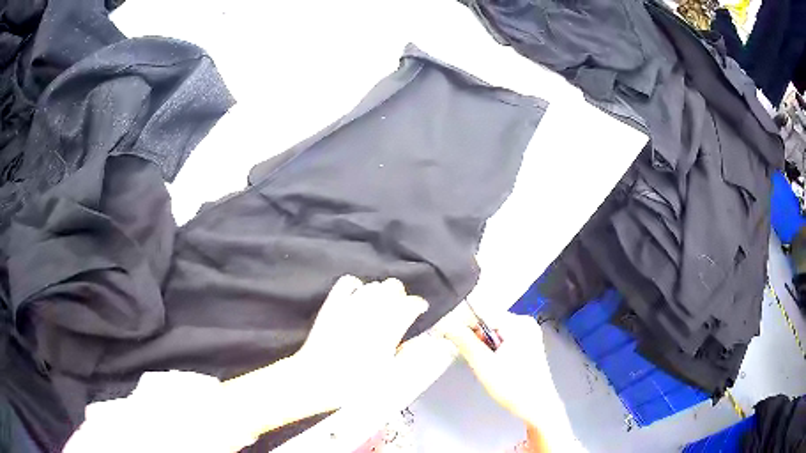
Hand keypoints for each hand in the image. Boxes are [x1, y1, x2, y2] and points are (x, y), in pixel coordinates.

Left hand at [293, 275, 428, 404]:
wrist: (318, 379)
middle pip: (393, 286)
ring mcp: (351, 305)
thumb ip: (409, 354)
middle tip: (399, 310)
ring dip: (380, 292)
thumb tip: (427, 340)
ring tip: (380, 306)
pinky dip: (356, 286)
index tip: (420, 311)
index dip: (419, 305)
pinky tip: (358, 298)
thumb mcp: (390, 375)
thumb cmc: (356, 383)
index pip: (412, 303)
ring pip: (373, 285)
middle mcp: (373, 311)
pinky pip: (348, 283)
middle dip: (401, 295)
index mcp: (390, 328)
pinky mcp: (333, 304)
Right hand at [442, 312, 554, 426]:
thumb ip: (464, 342)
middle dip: (475, 338)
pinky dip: (493, 350)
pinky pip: (502, 339)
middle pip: (488, 322)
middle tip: (475, 359)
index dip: (463, 325)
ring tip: (486, 365)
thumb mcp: (484, 365)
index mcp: (518, 324)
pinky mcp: (527, 344)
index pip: (482, 313)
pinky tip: (495, 365)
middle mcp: (525, 324)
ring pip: (494, 332)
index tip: (450, 337)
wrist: (536, 406)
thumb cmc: (514, 388)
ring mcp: (528, 333)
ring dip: (483, 346)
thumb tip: (447, 325)